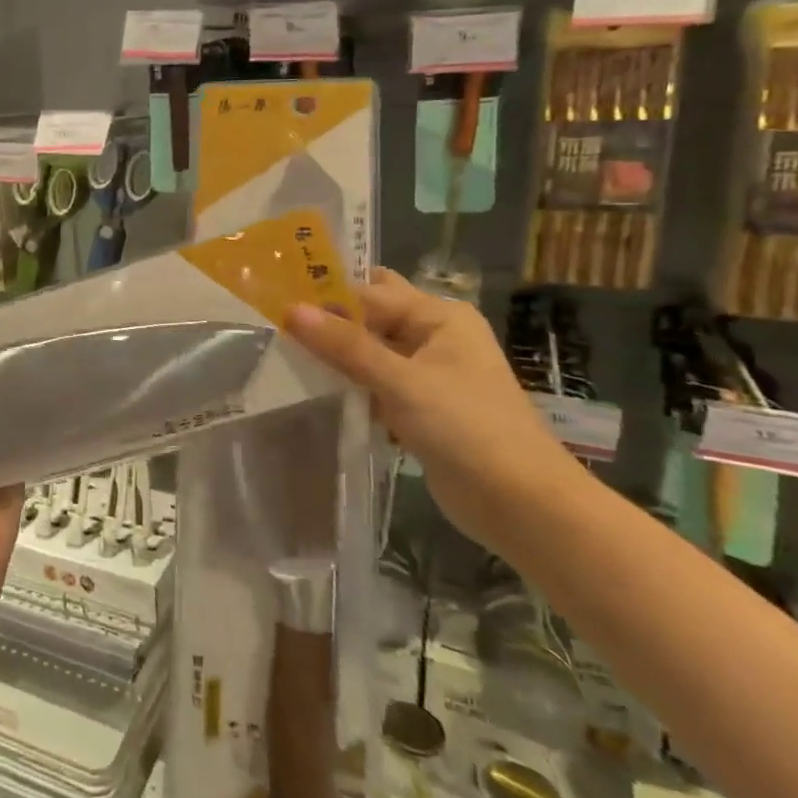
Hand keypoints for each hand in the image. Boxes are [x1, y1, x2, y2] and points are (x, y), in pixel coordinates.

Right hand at [287, 268, 580, 548]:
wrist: (521, 504)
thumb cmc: (467, 428)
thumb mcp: (401, 381)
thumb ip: (345, 345)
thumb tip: (291, 310)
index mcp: (439, 316)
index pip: (369, 292)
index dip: (324, 295)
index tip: (276, 299)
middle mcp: (434, 336)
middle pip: (371, 317)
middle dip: (329, 320)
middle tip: (277, 322)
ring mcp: (427, 374)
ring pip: (370, 352)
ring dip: (335, 355)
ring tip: (282, 354)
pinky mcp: (419, 407)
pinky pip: (375, 384)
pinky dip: (349, 385)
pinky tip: (313, 390)